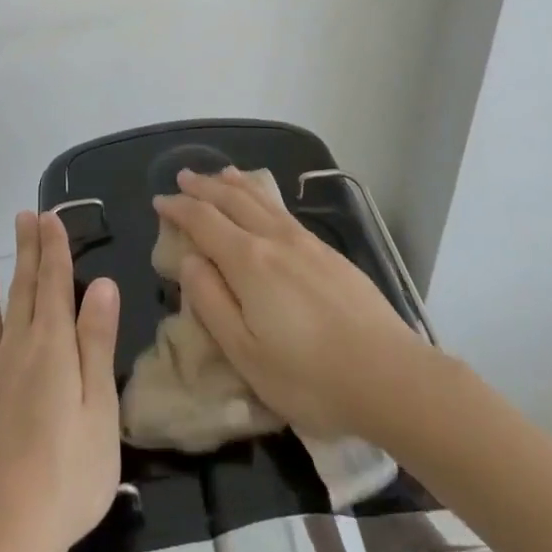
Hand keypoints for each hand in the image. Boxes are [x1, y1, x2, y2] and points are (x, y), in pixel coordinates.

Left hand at [0, 211, 121, 551]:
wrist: (0, 537)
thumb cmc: (66, 474)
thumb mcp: (99, 408)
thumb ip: (96, 343)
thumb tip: (101, 283)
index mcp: (50, 349)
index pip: (54, 284)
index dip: (53, 248)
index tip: (48, 215)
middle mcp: (12, 354)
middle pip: (21, 294)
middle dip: (25, 254)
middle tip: (23, 218)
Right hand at [154, 168, 424, 437]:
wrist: (392, 377)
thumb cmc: (310, 377)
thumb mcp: (246, 353)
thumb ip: (212, 302)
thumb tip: (189, 260)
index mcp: (248, 261)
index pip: (204, 221)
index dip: (179, 208)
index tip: (160, 200)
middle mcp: (275, 240)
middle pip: (232, 200)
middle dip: (204, 187)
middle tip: (183, 177)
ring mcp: (306, 243)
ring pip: (262, 200)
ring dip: (235, 184)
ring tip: (221, 174)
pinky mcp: (330, 254)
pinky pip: (284, 211)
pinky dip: (263, 197)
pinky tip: (266, 203)